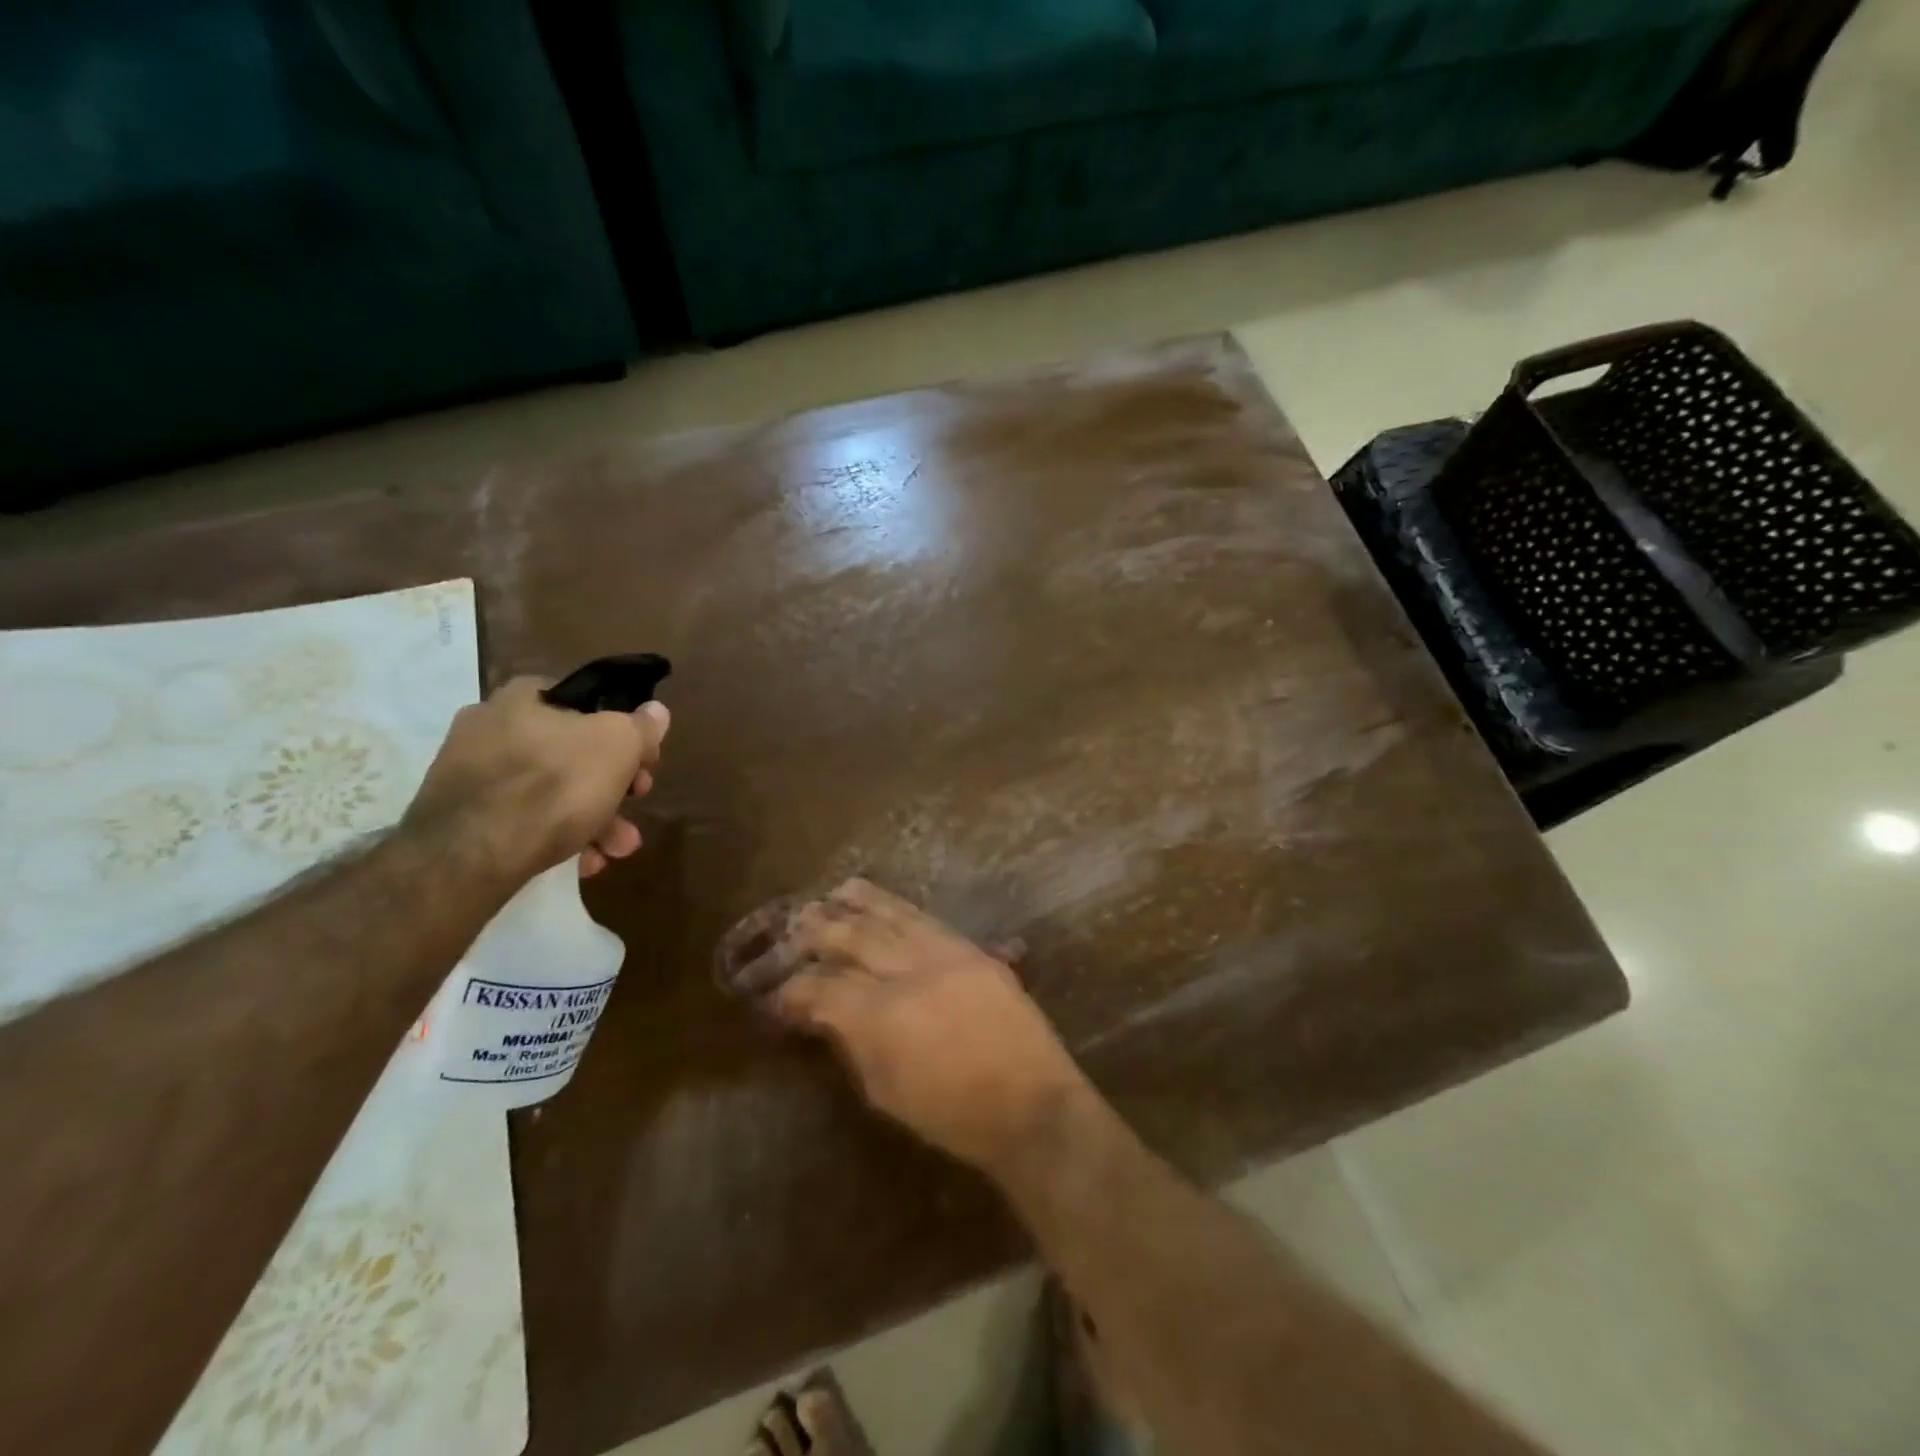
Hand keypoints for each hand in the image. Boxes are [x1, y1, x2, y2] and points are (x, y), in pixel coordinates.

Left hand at [404, 675, 668, 881]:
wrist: (471, 855)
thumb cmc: (555, 784)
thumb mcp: (618, 745)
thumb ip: (641, 726)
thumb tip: (655, 710)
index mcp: (521, 698)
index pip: (580, 699)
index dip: (619, 726)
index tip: (640, 758)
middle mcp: (489, 728)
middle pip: (570, 752)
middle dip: (612, 785)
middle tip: (635, 805)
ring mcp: (470, 775)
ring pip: (548, 791)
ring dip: (593, 819)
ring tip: (616, 850)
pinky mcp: (460, 819)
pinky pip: (521, 821)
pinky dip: (556, 837)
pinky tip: (580, 862)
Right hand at [726, 879, 1089, 1173]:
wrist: (1031, 1104)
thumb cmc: (953, 1116)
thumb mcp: (887, 1092)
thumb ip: (852, 1044)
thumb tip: (824, 1014)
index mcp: (884, 1017)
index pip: (824, 988)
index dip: (794, 989)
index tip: (775, 992)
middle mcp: (911, 973)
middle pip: (854, 938)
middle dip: (818, 930)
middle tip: (792, 925)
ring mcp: (946, 955)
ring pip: (892, 917)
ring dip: (858, 904)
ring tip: (831, 893)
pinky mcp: (973, 950)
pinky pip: (927, 920)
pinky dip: (898, 908)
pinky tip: (882, 903)